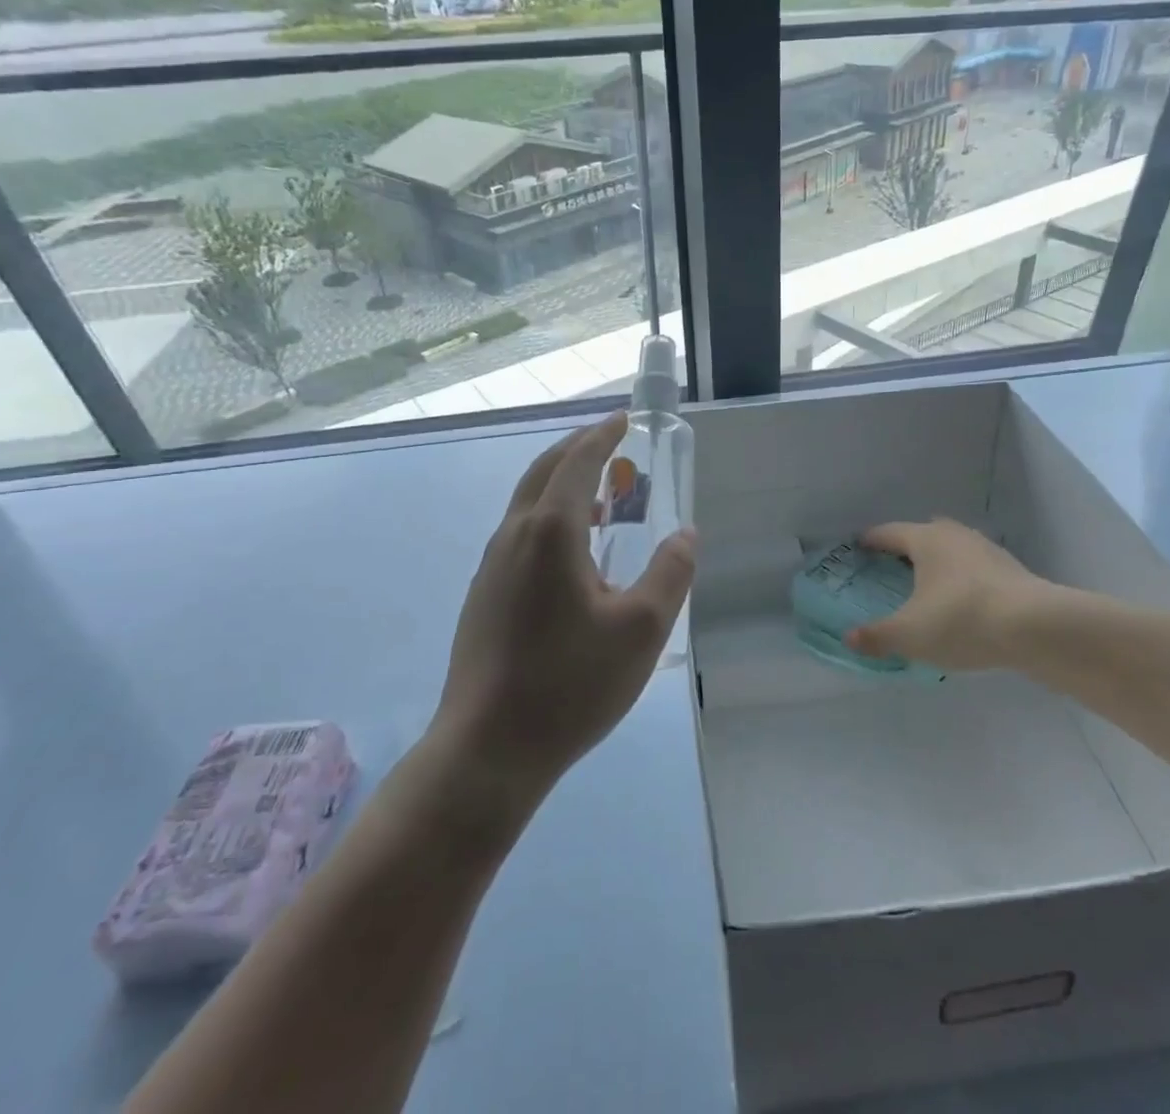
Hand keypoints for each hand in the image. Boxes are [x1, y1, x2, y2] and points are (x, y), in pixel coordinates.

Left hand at [429, 413, 695, 807]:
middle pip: (544, 472)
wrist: (487, 749)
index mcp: (550, 532)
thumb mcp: (642, 629)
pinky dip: (549, 516)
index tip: (623, 420)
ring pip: (528, 503)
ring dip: (562, 484)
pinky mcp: (484, 595)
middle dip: (578, 450)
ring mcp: (492, 566)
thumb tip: (685, 534)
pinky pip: (520, 533)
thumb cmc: (570, 683)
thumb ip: (671, 573)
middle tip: (612, 445)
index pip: (577, 462)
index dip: (602, 436)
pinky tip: (572, 552)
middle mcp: (514, 536)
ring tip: (601, 497)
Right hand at [845, 518, 1086, 670]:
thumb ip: (877, 636)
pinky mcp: (1012, 571)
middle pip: (923, 534)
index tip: (858, 546)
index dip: (871, 540)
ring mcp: (986, 550)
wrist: (1036, 627)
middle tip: (891, 566)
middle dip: (907, 547)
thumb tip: (848, 638)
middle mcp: (954, 535)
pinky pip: (975, 569)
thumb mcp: (910, 635)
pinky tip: (962, 603)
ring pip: (953, 549)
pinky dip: (962, 580)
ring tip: (927, 585)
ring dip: (938, 563)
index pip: (889, 533)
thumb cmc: (961, 619)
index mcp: (925, 539)